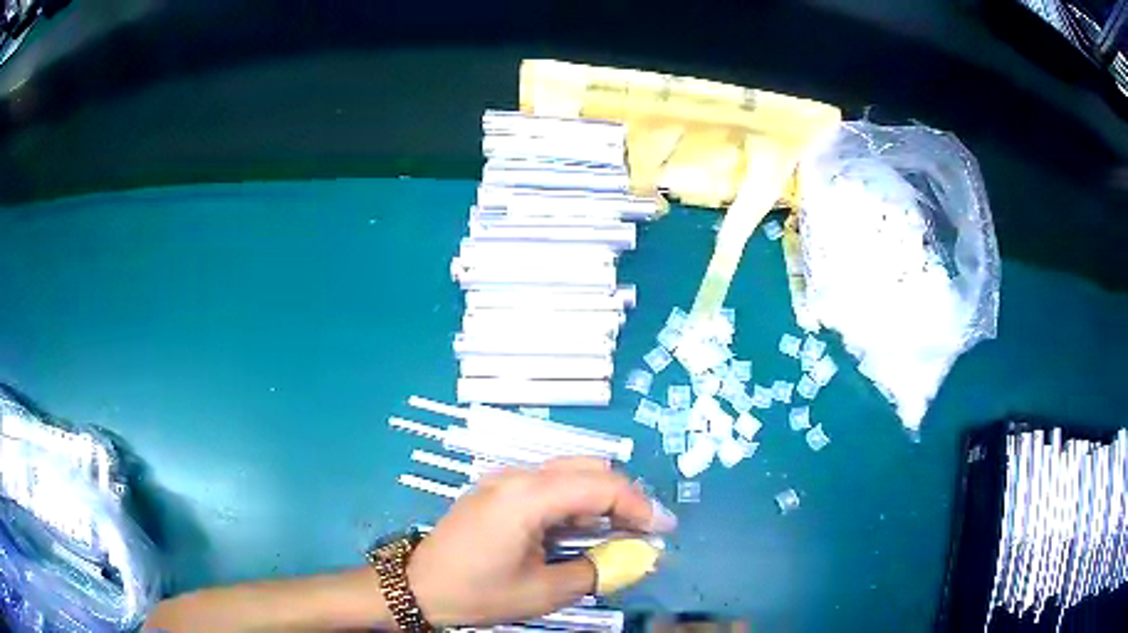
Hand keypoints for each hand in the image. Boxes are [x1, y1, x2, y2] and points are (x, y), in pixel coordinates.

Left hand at [406, 457, 676, 625]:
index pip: (601, 487)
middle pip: (588, 469)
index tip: (664, 530)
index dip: (640, 506)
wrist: (419, 588)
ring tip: (619, 531)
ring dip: (599, 498)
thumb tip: (637, 557)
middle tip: (644, 530)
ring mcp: (503, 480)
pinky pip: (547, 485)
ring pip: (568, 473)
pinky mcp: (496, 490)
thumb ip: (597, 569)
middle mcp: (517, 476)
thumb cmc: (480, 593)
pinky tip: (580, 529)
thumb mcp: (545, 591)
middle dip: (623, 496)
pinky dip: (574, 501)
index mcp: (528, 497)